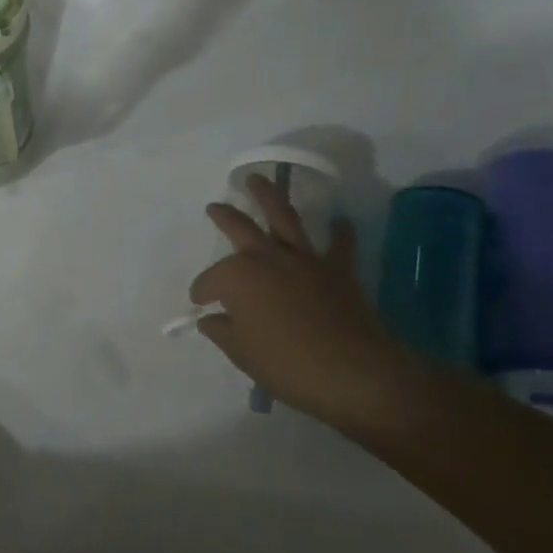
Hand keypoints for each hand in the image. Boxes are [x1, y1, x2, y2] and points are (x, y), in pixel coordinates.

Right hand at [189, 176, 420, 427]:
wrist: (352, 373)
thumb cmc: (286, 364)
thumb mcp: (242, 354)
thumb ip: (222, 332)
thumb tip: (211, 319)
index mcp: (237, 277)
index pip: (211, 280)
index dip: (203, 292)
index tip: (201, 305)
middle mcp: (266, 257)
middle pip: (240, 227)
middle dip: (225, 216)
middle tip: (215, 207)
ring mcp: (304, 259)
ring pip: (284, 217)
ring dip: (270, 196)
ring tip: (259, 179)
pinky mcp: (337, 269)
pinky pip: (340, 244)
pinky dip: (340, 231)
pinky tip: (340, 220)